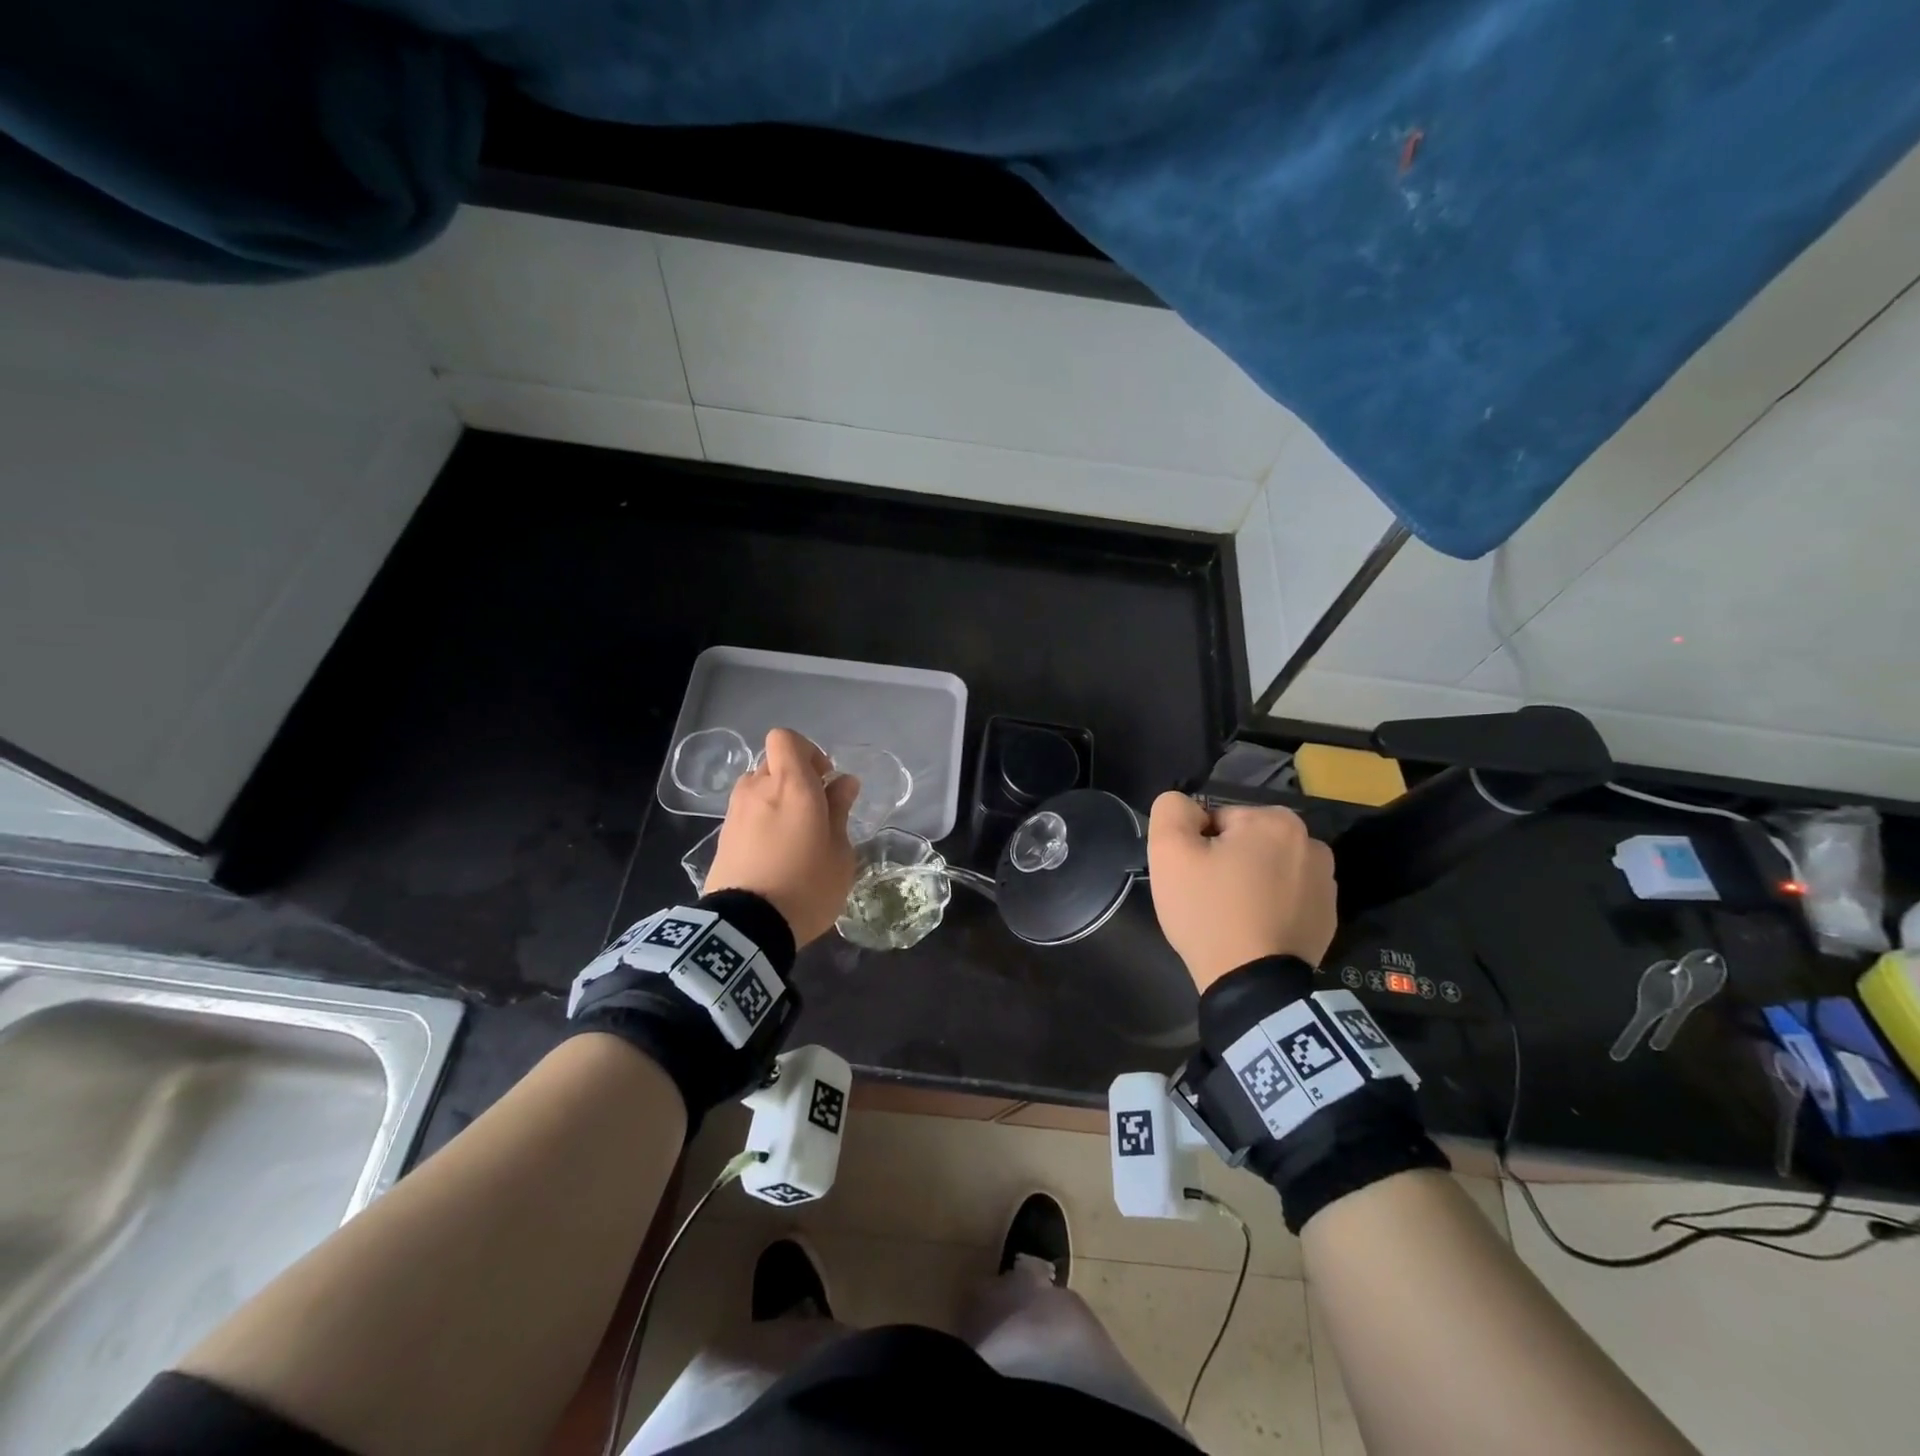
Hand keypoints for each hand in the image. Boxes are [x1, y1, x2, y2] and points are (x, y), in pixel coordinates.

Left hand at [705, 729, 859, 944]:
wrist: (747, 928)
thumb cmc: (806, 886)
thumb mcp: (839, 852)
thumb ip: (839, 811)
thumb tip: (843, 782)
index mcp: (792, 785)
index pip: (786, 739)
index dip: (806, 751)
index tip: (823, 780)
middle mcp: (759, 788)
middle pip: (773, 763)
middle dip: (793, 778)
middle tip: (813, 811)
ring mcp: (736, 811)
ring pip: (757, 787)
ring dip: (775, 799)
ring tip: (792, 833)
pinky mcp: (723, 835)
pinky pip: (746, 812)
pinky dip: (760, 820)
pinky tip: (774, 851)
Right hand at [1146, 792, 1336, 990]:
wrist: (1253, 985)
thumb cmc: (1210, 911)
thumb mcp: (1170, 851)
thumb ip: (1172, 810)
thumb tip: (1188, 809)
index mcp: (1276, 820)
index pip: (1217, 820)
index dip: (1197, 847)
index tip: (1193, 877)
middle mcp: (1311, 843)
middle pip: (1245, 842)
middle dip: (1224, 862)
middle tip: (1207, 897)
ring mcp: (1326, 883)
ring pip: (1266, 868)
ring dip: (1248, 883)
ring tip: (1231, 916)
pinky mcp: (1328, 917)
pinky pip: (1285, 897)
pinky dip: (1268, 906)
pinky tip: (1253, 930)